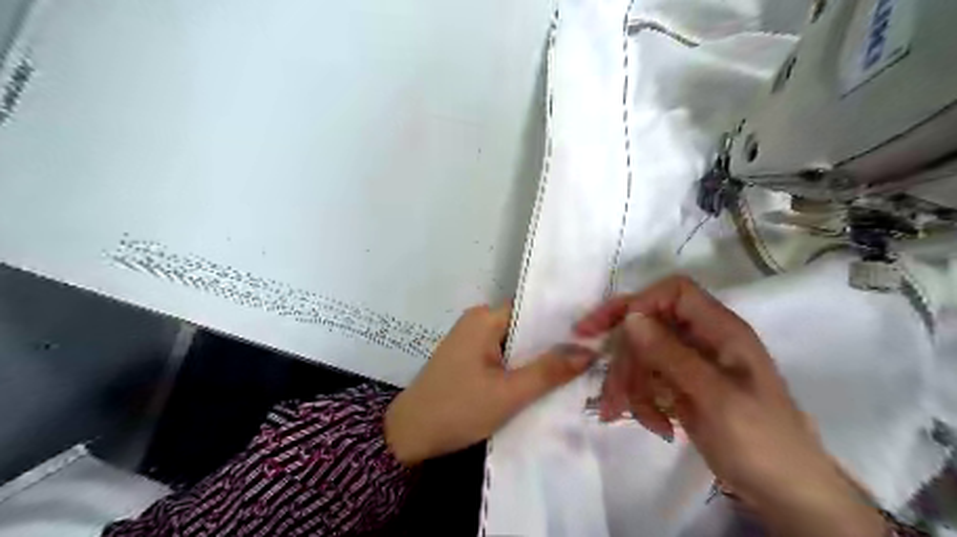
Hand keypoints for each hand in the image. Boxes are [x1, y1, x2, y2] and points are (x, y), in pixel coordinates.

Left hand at [384, 306, 594, 465]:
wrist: (409, 435)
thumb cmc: (457, 409)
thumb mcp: (509, 393)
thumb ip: (549, 371)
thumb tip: (590, 351)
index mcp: (484, 318)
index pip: (532, 309)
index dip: (562, 321)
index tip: (593, 332)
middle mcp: (477, 322)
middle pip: (525, 327)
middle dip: (553, 342)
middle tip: (592, 354)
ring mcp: (471, 341)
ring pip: (515, 344)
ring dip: (538, 357)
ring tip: (578, 367)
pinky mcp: (469, 359)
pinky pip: (502, 356)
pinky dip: (521, 367)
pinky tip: (545, 380)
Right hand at [570, 277, 885, 536]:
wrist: (784, 491)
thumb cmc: (760, 440)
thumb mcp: (715, 397)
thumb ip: (671, 354)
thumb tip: (631, 317)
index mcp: (720, 330)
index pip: (673, 292)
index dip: (640, 302)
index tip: (609, 329)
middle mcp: (702, 339)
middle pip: (648, 326)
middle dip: (625, 358)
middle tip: (610, 392)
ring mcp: (690, 363)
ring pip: (641, 355)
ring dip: (630, 386)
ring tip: (628, 417)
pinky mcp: (680, 386)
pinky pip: (647, 380)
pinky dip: (642, 402)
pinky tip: (656, 427)